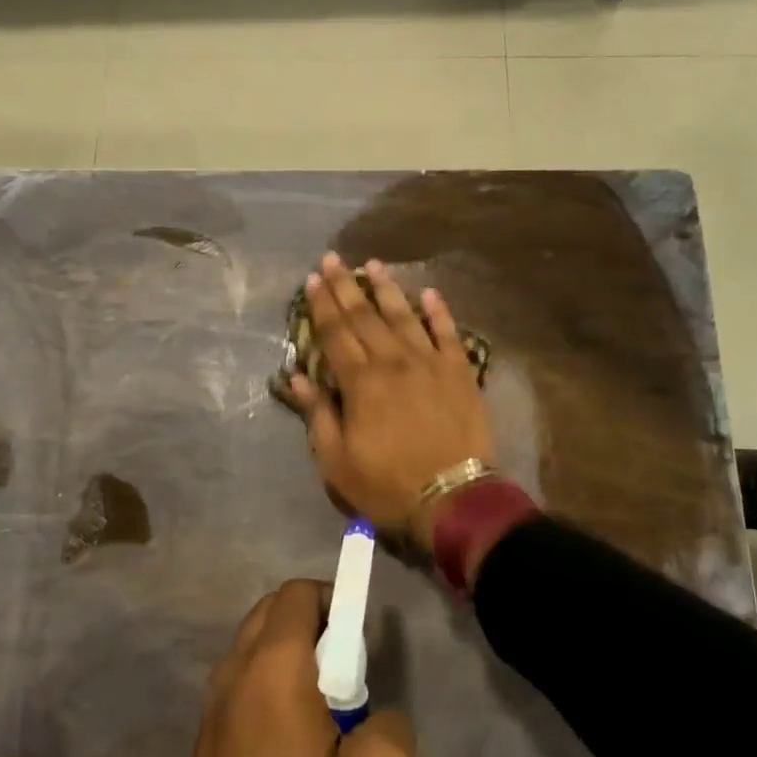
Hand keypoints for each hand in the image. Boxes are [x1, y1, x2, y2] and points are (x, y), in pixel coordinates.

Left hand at [111, 581, 415, 756]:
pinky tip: (295, 747)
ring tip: (326, 715)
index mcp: (273, 666)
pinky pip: (243, 685)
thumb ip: (392, 726)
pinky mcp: (205, 743)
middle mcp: (234, 672)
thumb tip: (374, 716)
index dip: (336, 599)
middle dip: (315, 623)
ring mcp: (212, 708)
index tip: (363, 640)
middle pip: (273, 611)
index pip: (299, 593)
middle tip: (349, 675)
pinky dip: (271, 687)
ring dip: (292, 656)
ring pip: (254, 647)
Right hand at [288, 254, 495, 550]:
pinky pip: (448, 333)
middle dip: (346, 287)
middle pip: (365, 317)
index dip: (322, 305)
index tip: (313, 279)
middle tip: (333, 259)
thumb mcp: (337, 461)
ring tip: (373, 265)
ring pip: (404, 316)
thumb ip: (318, 414)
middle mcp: (393, 362)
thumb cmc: (388, 484)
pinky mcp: (460, 371)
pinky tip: (428, 293)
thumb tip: (297, 377)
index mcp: (361, 382)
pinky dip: (438, 311)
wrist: (453, 497)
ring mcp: (430, 363)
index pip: (335, 334)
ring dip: (387, 289)